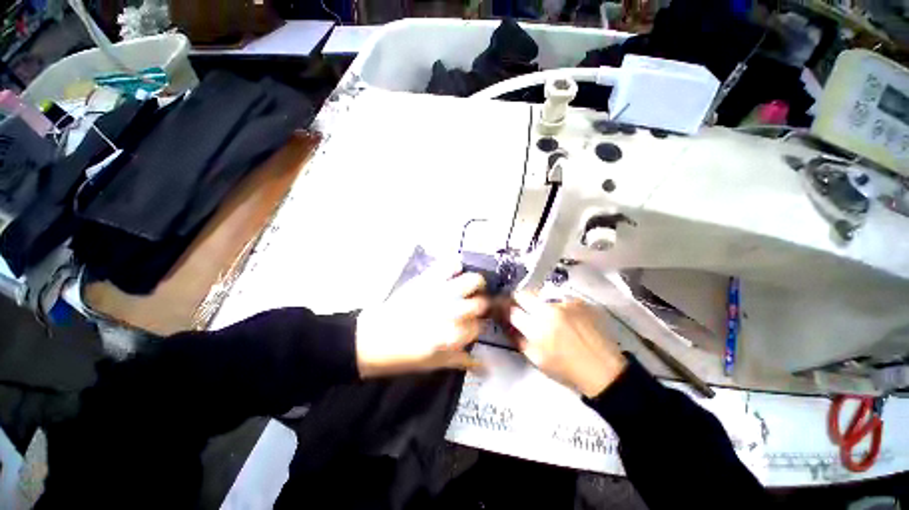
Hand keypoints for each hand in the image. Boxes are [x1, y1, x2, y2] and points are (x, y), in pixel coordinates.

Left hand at [356, 262, 489, 377]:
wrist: (372, 339)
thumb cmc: (403, 356)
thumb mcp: (434, 364)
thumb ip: (460, 360)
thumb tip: (484, 364)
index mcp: (452, 335)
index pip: (479, 327)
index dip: (478, 326)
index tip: (474, 325)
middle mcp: (450, 311)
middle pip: (481, 303)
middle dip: (482, 304)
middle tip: (475, 305)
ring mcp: (439, 292)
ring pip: (471, 280)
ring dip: (476, 283)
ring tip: (471, 286)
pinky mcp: (426, 279)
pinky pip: (449, 264)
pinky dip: (456, 266)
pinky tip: (454, 273)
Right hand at [507, 292, 626, 397]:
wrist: (604, 371)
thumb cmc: (567, 370)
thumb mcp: (536, 359)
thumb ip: (518, 338)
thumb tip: (508, 324)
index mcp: (537, 329)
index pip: (512, 310)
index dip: (505, 309)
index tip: (504, 310)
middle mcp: (549, 311)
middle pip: (524, 294)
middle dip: (518, 300)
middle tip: (522, 308)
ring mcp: (566, 304)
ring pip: (541, 296)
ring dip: (539, 304)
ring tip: (549, 317)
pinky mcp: (579, 302)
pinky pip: (560, 299)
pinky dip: (558, 307)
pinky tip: (566, 319)